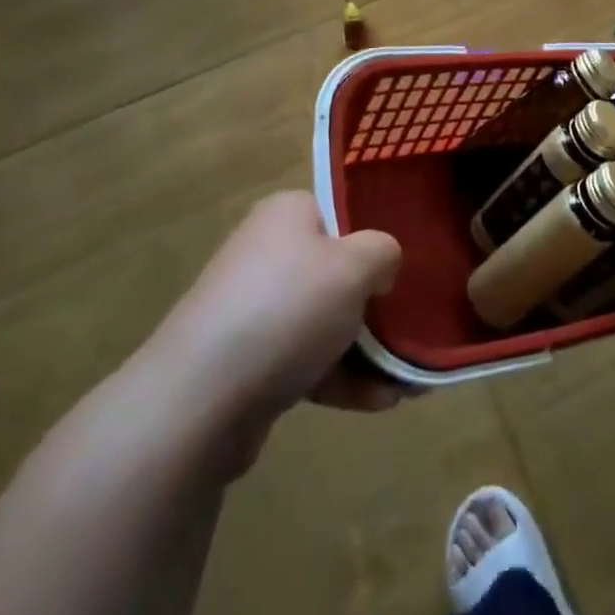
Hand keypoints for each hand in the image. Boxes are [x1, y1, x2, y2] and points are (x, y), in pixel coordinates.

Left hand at [145, 192, 406, 469]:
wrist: (198, 401)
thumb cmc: (287, 309)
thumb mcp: (355, 266)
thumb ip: (383, 252)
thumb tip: (381, 267)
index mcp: (287, 214)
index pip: (343, 212)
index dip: (377, 237)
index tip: (408, 266)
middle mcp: (268, 253)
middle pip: (338, 271)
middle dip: (378, 304)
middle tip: (416, 326)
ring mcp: (254, 309)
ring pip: (326, 321)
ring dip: (367, 349)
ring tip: (410, 379)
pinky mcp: (248, 361)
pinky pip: (307, 361)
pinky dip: (342, 378)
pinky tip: (381, 402)